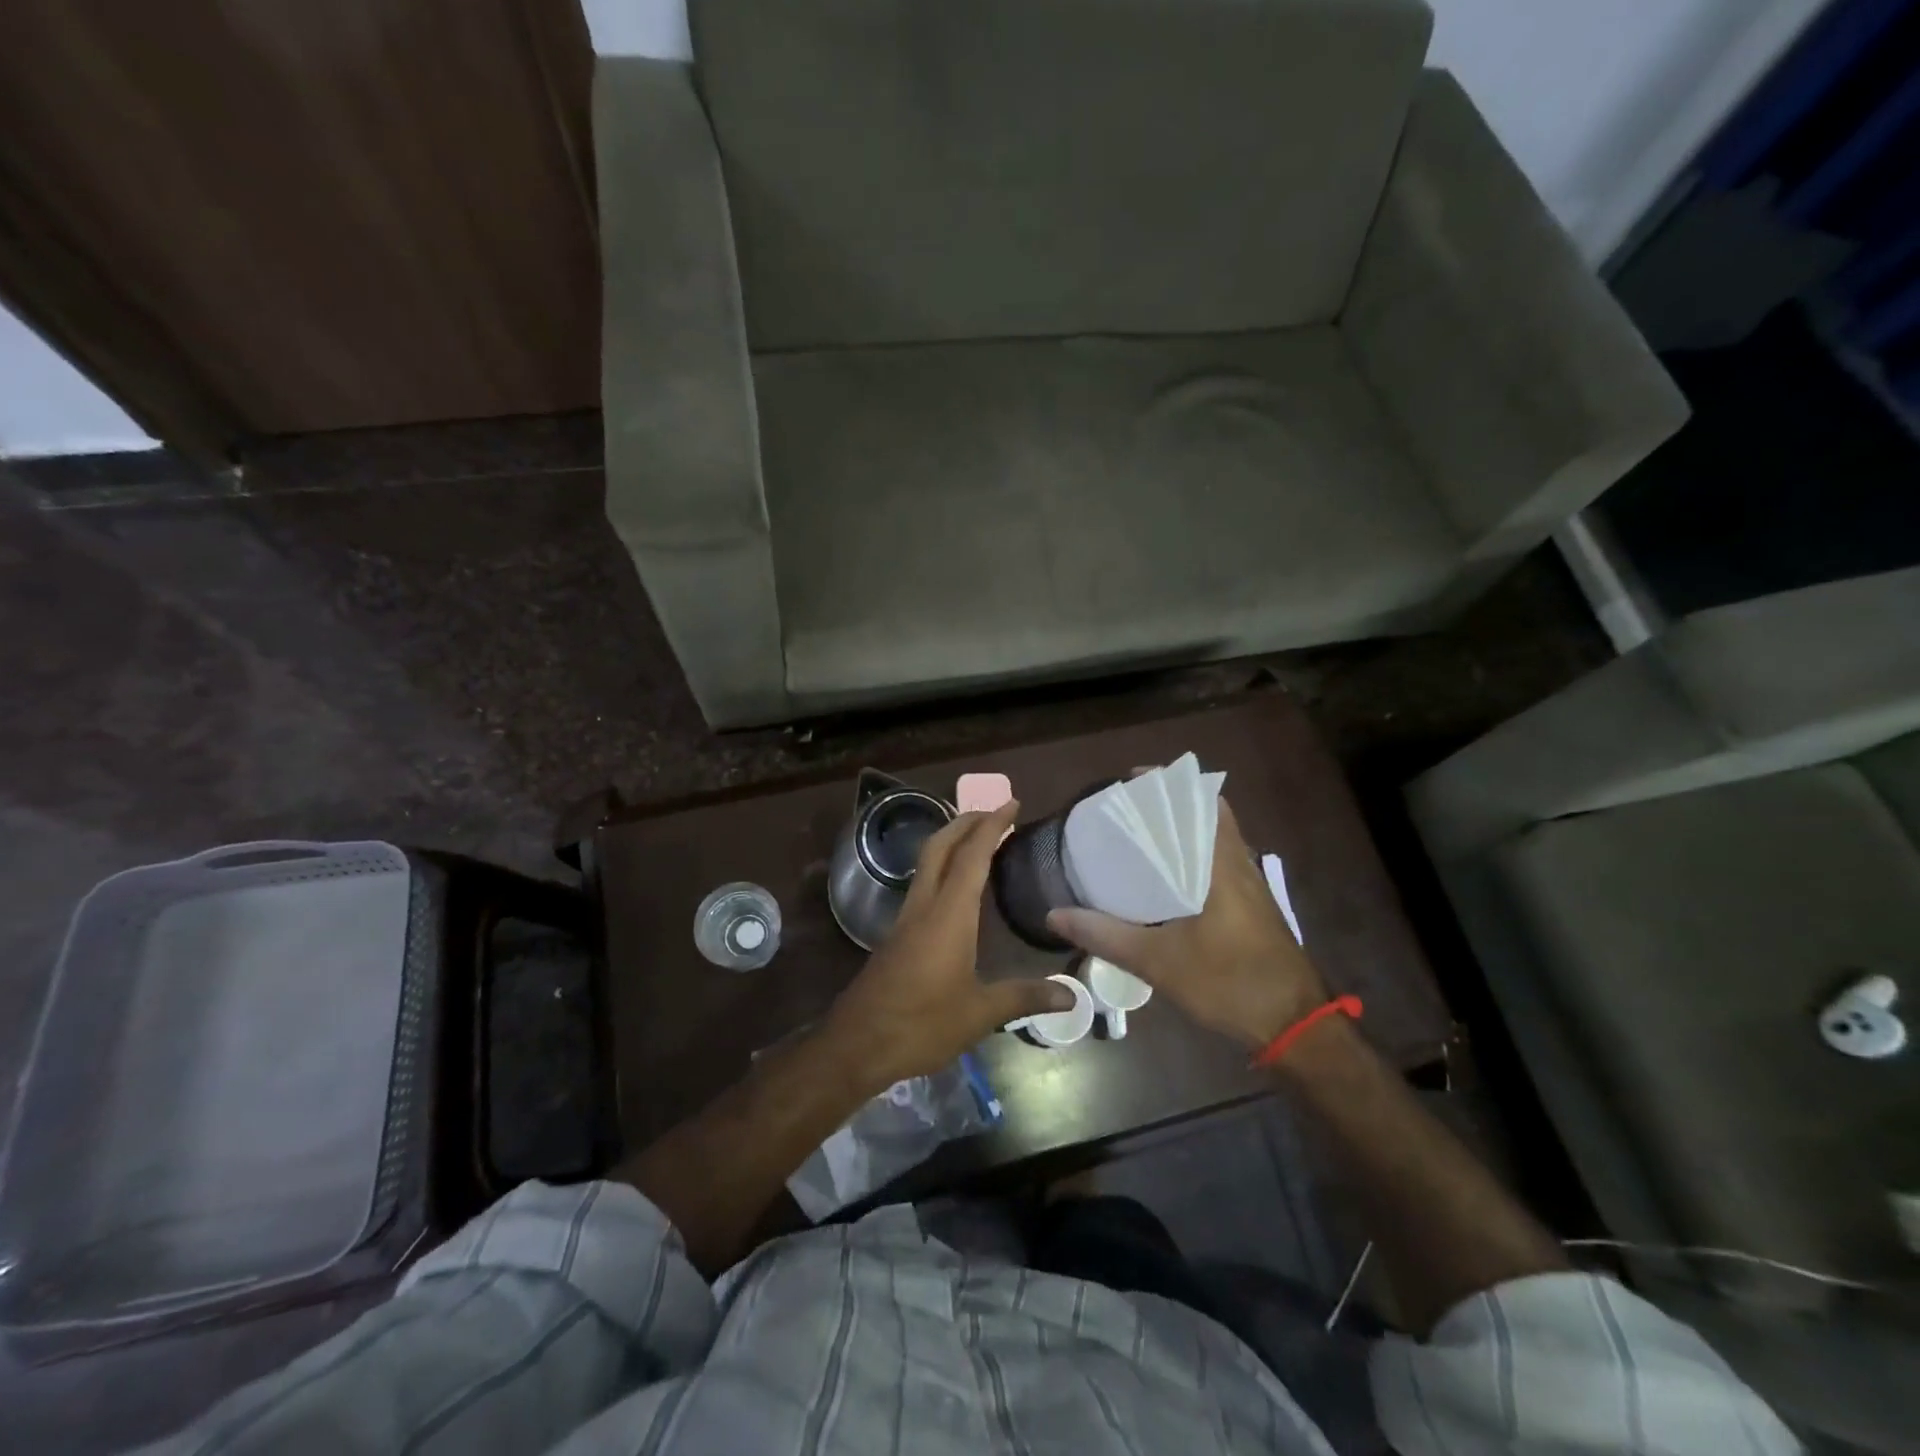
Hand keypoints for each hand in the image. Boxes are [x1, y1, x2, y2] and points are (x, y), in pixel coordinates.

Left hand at [824, 801, 1073, 1089]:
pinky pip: (923, 884)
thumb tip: (1072, 995)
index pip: (972, 855)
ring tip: (979, 839)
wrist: (858, 1044)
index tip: (1011, 803)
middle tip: (995, 812)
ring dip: (951, 842)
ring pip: (927, 862)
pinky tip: (956, 887)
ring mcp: (906, 918)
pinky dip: (943, 868)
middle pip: (940, 846)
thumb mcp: (979, 1013)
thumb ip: (1025, 997)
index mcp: (948, 914)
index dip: (992, 825)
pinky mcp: (897, 934)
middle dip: (966, 821)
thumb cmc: (921, 1024)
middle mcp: (925, 905)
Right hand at [1047, 797, 1325, 1047]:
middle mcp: (1239, 864)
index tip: (1132, 782)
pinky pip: (1218, 865)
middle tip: (1126, 812)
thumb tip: (1055, 914)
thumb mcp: (1158, 960)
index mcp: (1222, 863)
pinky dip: (1192, 860)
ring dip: (1183, 834)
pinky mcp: (1252, 908)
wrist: (1295, 1025)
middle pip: (1208, 816)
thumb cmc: (1230, 981)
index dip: (1171, 784)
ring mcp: (1250, 886)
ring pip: (1214, 842)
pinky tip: (1164, 883)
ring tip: (1138, 839)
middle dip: (1169, 808)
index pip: (1204, 800)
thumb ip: (1105, 935)